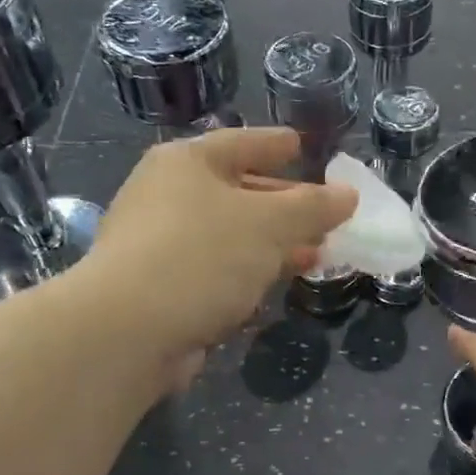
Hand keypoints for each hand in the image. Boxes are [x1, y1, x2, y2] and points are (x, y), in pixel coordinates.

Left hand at [88, 128, 356, 362]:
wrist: (127, 331)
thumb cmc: (202, 256)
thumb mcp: (269, 224)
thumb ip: (313, 207)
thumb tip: (347, 195)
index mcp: (186, 164)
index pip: (240, 143)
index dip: (275, 143)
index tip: (301, 144)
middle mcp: (167, 197)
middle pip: (237, 191)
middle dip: (285, 205)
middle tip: (326, 214)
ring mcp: (160, 244)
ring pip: (230, 236)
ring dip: (273, 245)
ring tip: (317, 253)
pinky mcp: (162, 288)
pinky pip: (217, 270)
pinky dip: (249, 273)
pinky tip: (276, 285)